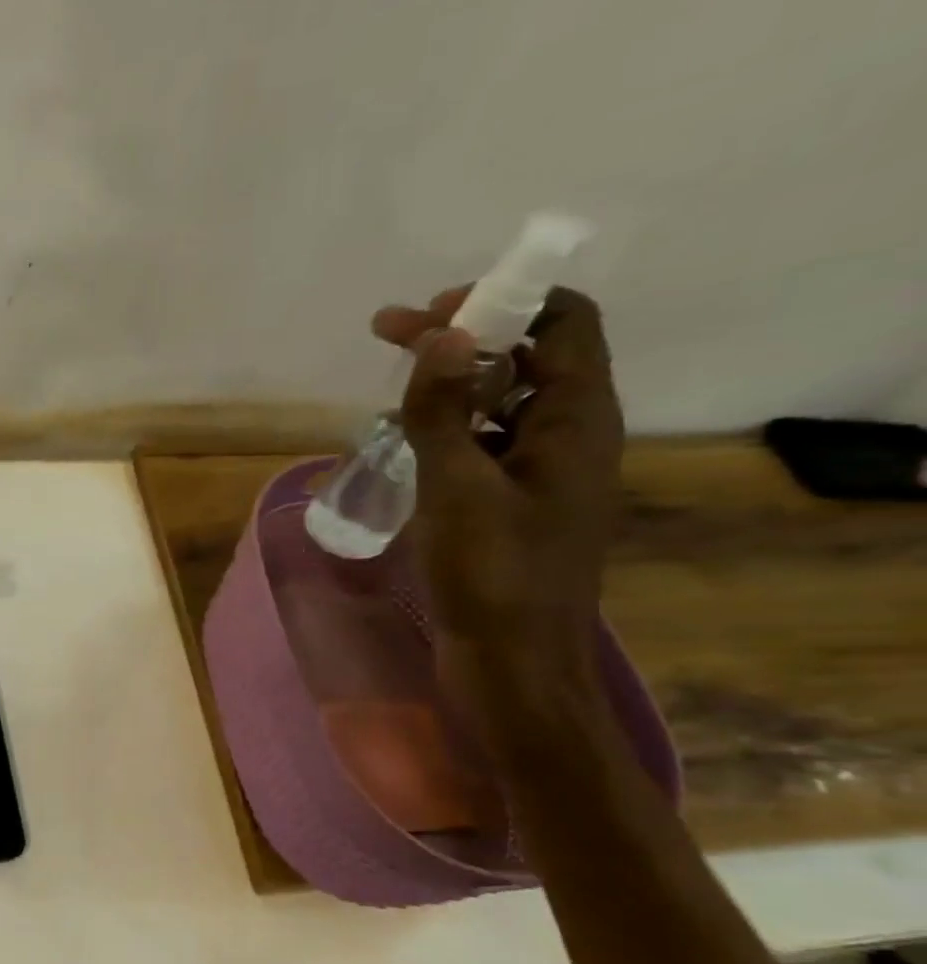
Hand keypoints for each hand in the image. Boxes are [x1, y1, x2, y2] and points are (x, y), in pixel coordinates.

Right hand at [373, 285, 622, 723]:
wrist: (513, 663)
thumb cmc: (491, 573)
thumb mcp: (457, 486)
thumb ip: (444, 410)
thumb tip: (441, 334)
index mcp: (576, 419)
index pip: (562, 320)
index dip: (502, 300)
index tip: (431, 312)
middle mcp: (568, 435)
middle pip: (527, 355)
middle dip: (461, 337)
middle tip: (388, 335)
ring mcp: (542, 473)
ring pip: (502, 401)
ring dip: (450, 383)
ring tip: (389, 389)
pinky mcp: (514, 504)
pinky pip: (486, 444)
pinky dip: (448, 428)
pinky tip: (403, 442)